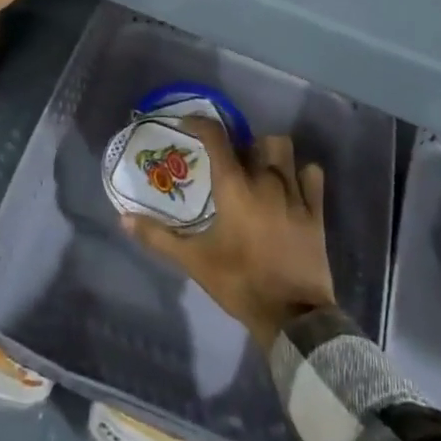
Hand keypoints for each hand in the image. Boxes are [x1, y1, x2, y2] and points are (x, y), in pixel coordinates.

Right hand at [124, 122, 337, 348]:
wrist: (292, 316)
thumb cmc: (239, 283)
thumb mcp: (194, 261)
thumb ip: (158, 237)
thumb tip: (123, 219)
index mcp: (234, 187)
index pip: (216, 138)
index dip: (201, 123)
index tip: (188, 124)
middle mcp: (265, 180)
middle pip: (257, 140)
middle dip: (244, 145)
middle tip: (232, 161)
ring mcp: (295, 193)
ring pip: (286, 150)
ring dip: (272, 153)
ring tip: (261, 170)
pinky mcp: (316, 211)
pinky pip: (313, 175)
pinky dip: (302, 174)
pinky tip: (292, 186)